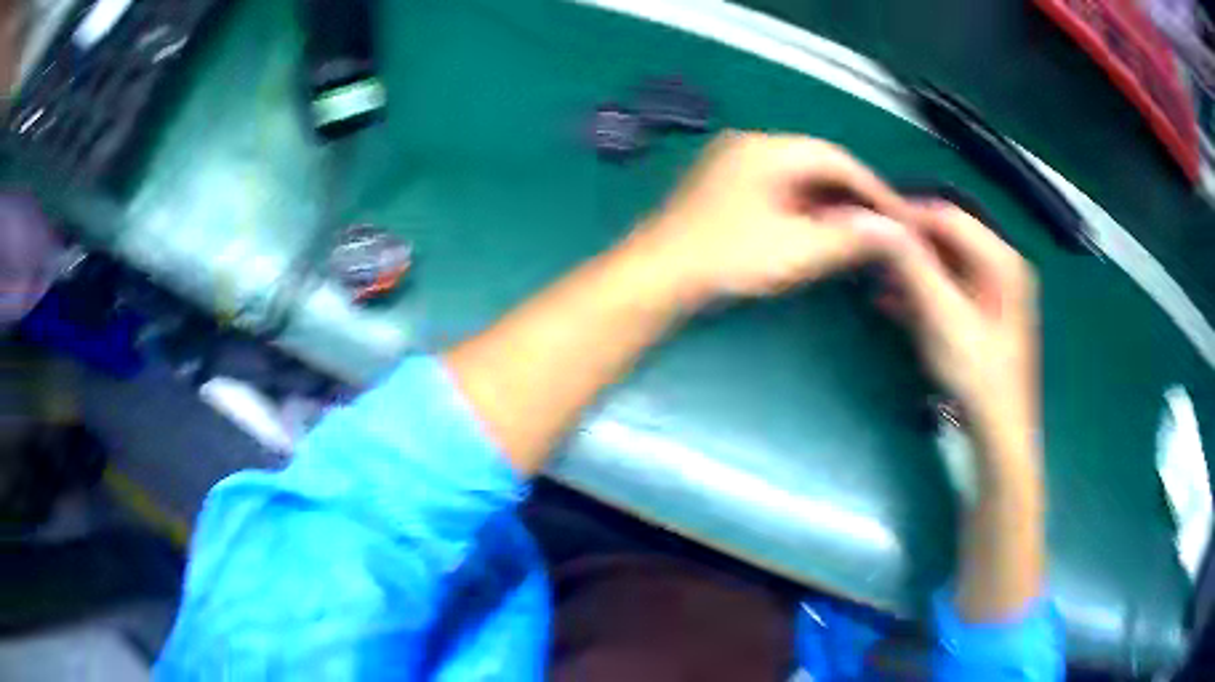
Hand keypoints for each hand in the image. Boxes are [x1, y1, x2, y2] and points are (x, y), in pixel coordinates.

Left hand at [634, 131, 913, 305]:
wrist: (658, 275)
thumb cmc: (728, 258)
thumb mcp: (797, 249)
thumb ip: (849, 237)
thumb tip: (894, 230)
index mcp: (768, 149)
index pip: (836, 158)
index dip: (871, 187)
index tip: (897, 214)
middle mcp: (749, 144)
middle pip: (815, 163)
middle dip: (850, 194)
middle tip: (880, 225)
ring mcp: (731, 162)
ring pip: (795, 175)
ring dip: (827, 201)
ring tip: (855, 231)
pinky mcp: (721, 183)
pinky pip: (775, 186)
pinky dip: (802, 206)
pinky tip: (815, 229)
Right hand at [883, 202, 1039, 449]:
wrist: (998, 434)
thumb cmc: (976, 374)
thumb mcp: (942, 315)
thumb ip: (911, 264)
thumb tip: (871, 218)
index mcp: (1002, 259)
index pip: (947, 216)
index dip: (907, 216)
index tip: (866, 222)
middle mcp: (1002, 268)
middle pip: (947, 240)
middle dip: (907, 246)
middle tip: (869, 253)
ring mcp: (995, 294)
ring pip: (946, 266)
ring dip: (910, 271)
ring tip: (875, 281)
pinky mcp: (984, 317)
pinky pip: (949, 291)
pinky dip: (921, 294)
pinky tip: (892, 303)